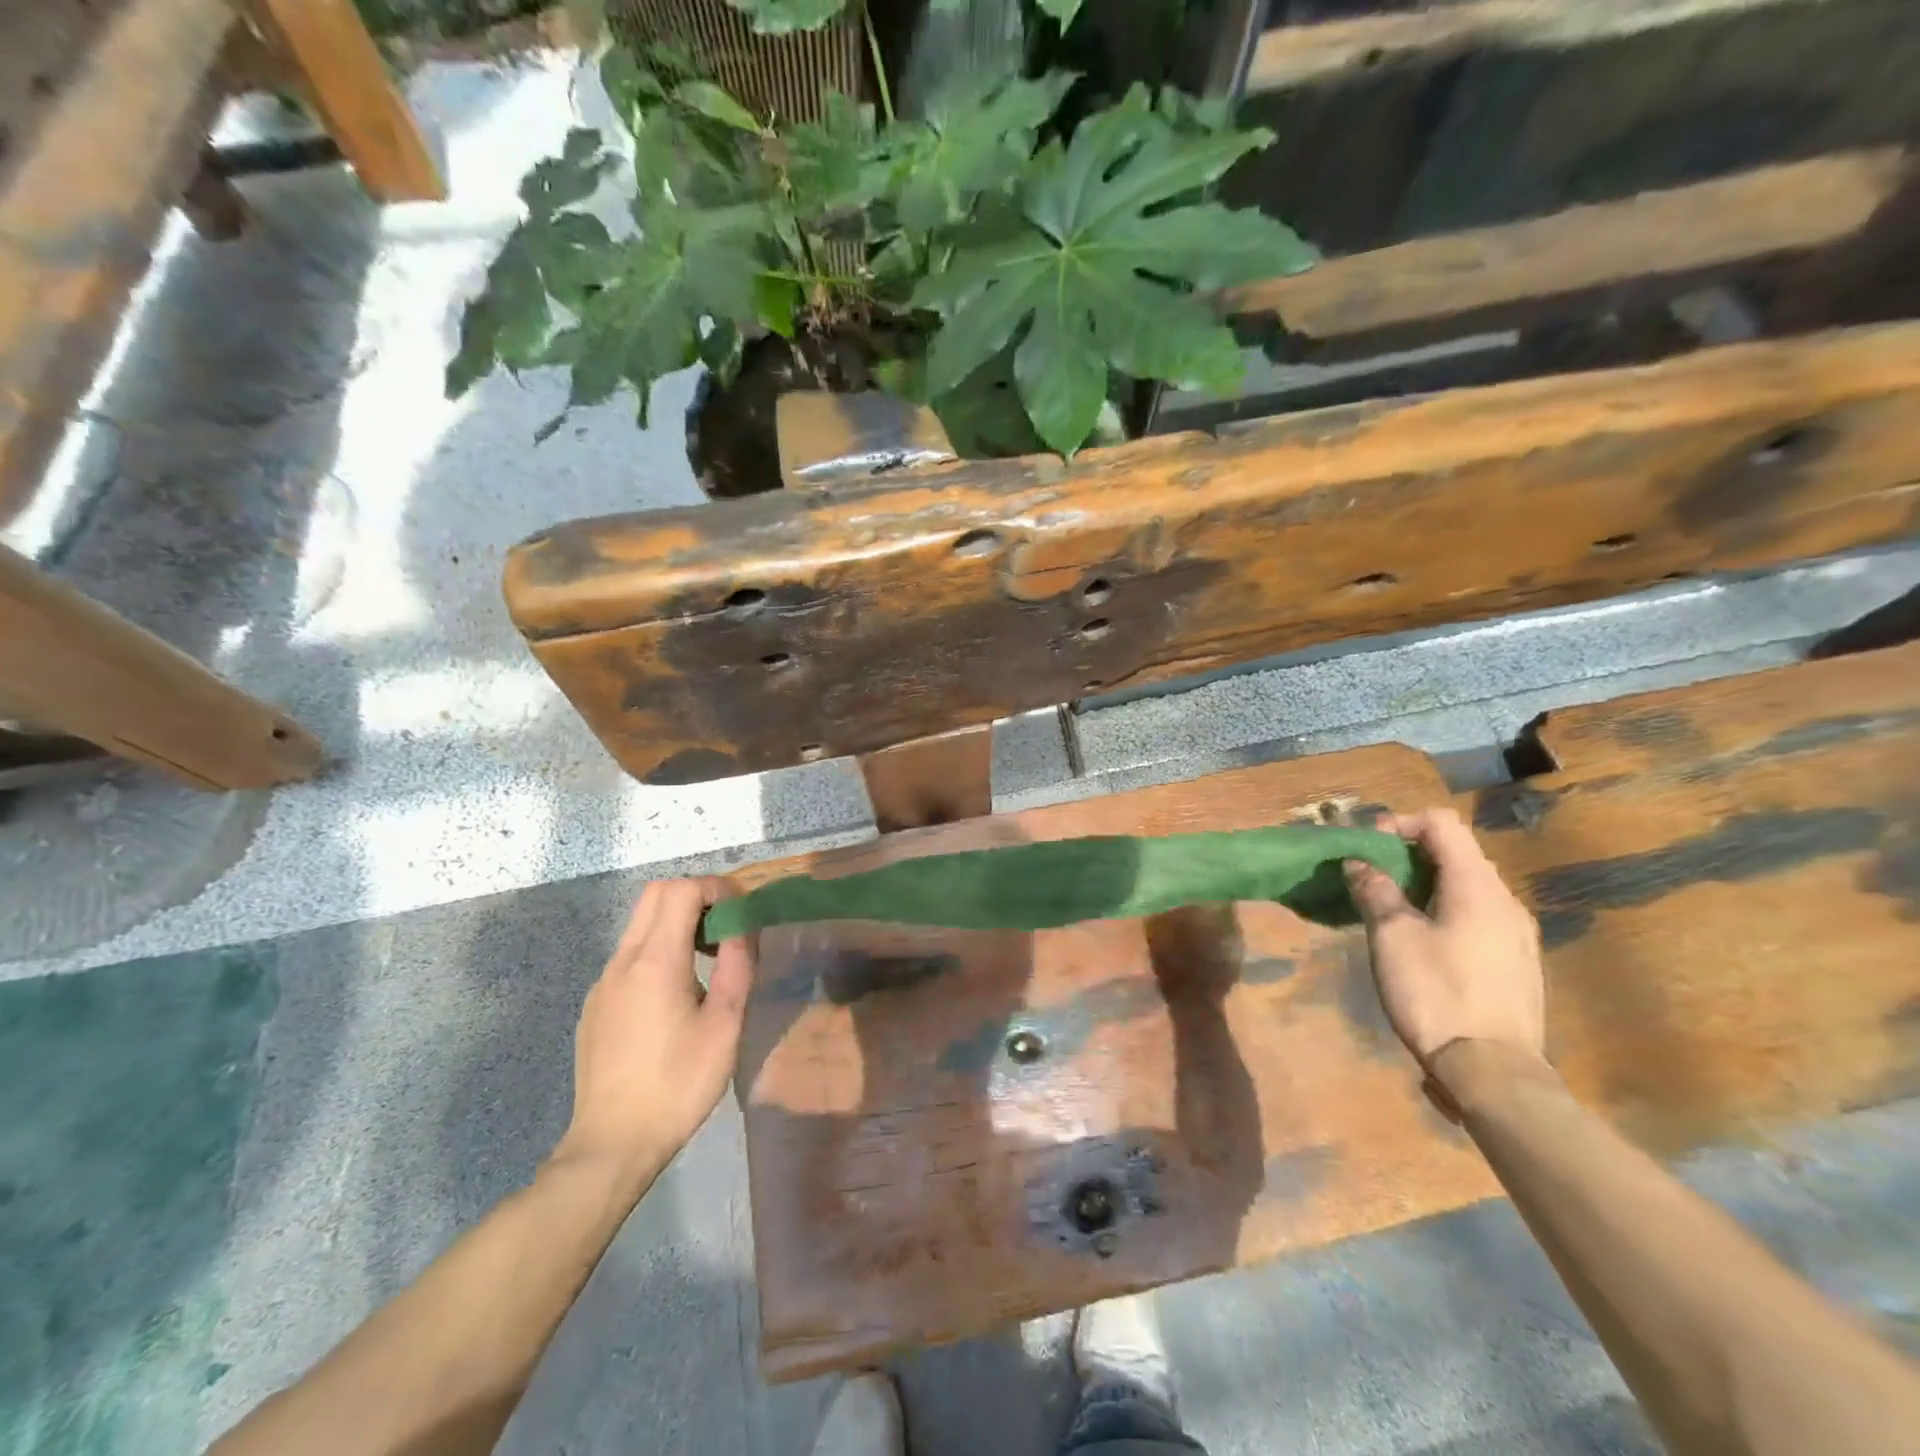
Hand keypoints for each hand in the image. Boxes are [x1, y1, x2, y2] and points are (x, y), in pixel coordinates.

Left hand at [551, 879, 752, 1184]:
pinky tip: (676, 994)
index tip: (742, 910)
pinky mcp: (595, 1005)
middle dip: (695, 896)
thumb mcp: (725, 1024)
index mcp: (655, 960)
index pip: (681, 890)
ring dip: (676, 923)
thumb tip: (744, 926)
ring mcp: (603, 983)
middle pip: (655, 895)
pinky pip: (629, 956)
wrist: (612, 1144)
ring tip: (709, 959)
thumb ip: (738, 965)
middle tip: (726, 925)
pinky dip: (658, 950)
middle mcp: (622, 961)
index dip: (716, 888)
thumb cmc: (678, 1083)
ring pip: (639, 925)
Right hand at [1342, 809, 1546, 1073]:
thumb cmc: (1436, 993)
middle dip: (1409, 854)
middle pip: (1457, 853)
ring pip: (1467, 887)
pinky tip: (1421, 940)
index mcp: (1478, 886)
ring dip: (1425, 884)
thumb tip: (1360, 863)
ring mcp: (1518, 934)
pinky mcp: (1517, 963)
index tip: (1367, 846)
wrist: (1492, 1072)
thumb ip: (1376, 890)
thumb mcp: (1392, 936)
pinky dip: (1444, 910)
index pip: (1442, 824)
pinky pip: (1478, 916)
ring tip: (1390, 908)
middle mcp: (1506, 901)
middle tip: (1371, 875)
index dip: (1400, 823)